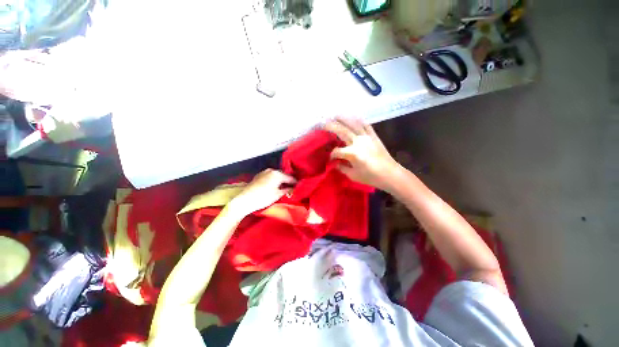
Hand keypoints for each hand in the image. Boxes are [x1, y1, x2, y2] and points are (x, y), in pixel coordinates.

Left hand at [229, 169, 295, 216]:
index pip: (290, 178)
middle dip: (288, 181)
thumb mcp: (277, 195)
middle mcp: (271, 170)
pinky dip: (274, 180)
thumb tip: (294, 188)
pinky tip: (274, 186)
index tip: (300, 186)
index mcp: (278, 174)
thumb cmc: (263, 198)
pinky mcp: (258, 176)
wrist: (244, 200)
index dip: (296, 182)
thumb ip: (287, 190)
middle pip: (283, 175)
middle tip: (292, 187)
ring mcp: (264, 172)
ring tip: (284, 187)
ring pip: (276, 175)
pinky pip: (270, 176)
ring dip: (281, 180)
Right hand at [325, 118, 399, 190]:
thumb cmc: (371, 177)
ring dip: (343, 118)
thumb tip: (335, 163)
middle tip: (322, 122)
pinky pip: (365, 125)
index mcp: (352, 153)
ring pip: (353, 124)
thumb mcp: (353, 175)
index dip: (331, 155)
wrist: (390, 174)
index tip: (330, 159)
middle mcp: (358, 142)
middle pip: (341, 131)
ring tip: (335, 115)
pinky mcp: (374, 136)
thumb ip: (342, 168)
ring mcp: (367, 137)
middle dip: (331, 126)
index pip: (337, 151)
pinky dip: (358, 119)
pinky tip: (353, 116)